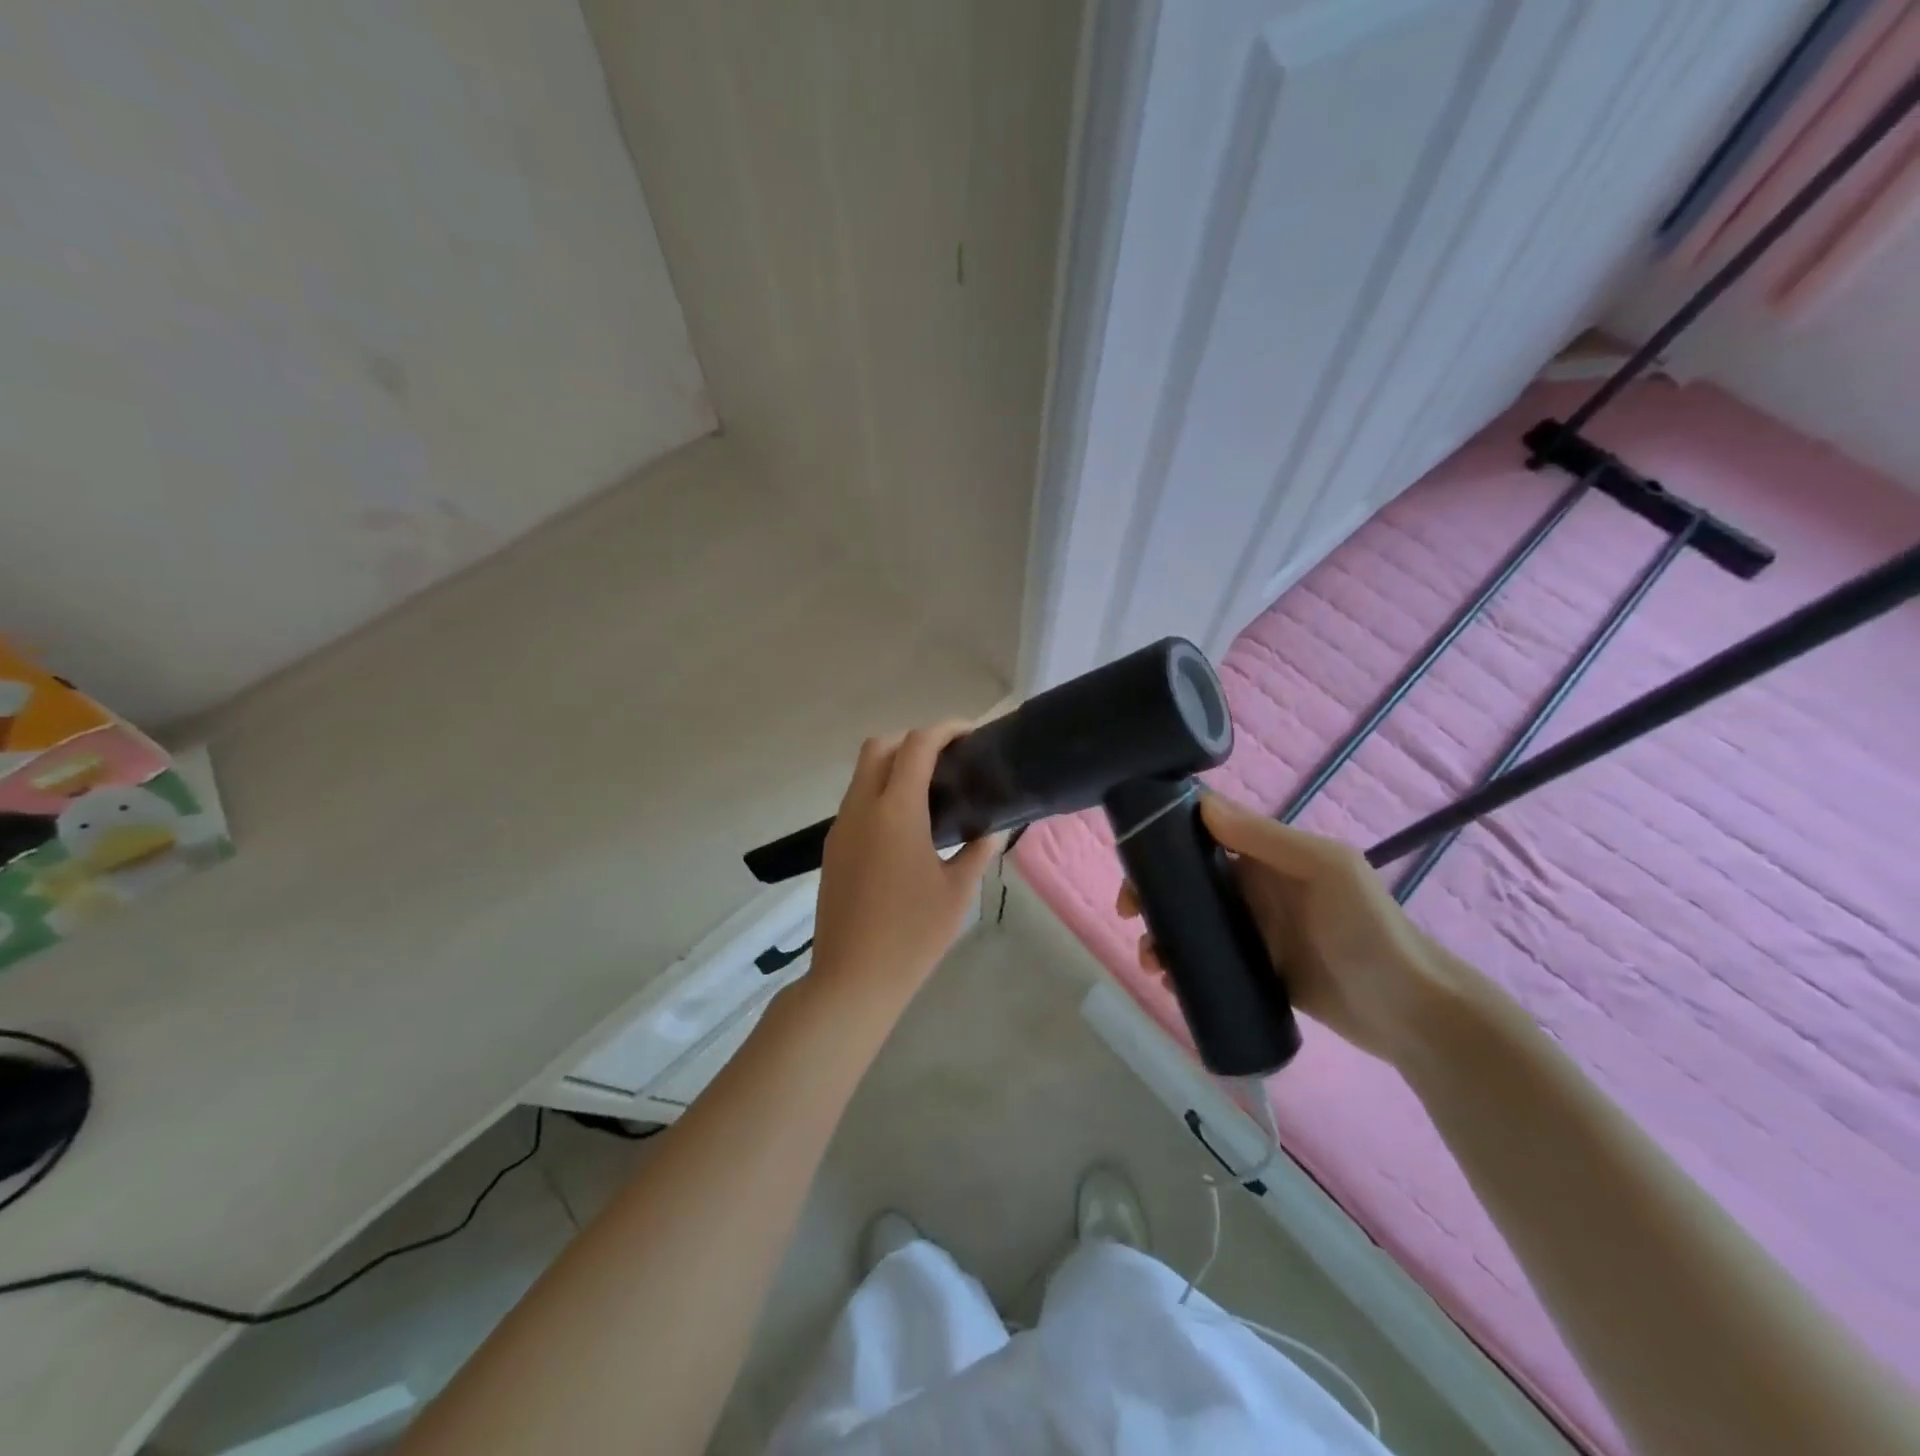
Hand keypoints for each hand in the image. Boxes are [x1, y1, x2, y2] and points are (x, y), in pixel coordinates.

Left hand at [809, 723, 1002, 1008]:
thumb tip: (993, 829)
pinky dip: (879, 794)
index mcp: (895, 811)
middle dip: (912, 741)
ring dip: (892, 768)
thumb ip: (978, 850)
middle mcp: (861, 809)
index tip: (970, 734)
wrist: (852, 979)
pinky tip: (905, 827)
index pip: (916, 746)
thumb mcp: (957, 891)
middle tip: (946, 762)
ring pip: (862, 774)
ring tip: (930, 794)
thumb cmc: (912, 935)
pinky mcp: (833, 849)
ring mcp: (840, 828)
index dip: (944, 730)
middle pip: (878, 747)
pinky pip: (855, 802)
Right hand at [1117, 792, 1467, 1066]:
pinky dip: (1183, 968)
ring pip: (1192, 924)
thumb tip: (1201, 803)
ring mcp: (1255, 932)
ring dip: (1162, 935)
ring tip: (1152, 963)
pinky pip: (1208, 962)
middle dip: (1152, 894)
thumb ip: (1265, 838)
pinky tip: (1170, 983)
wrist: (1410, 1013)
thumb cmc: (1369, 929)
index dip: (1163, 842)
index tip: (1134, 863)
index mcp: (1269, 857)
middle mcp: (1256, 889)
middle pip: (1188, 882)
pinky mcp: (1258, 972)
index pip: (1204, 836)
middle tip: (1130, 916)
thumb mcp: (1325, 869)